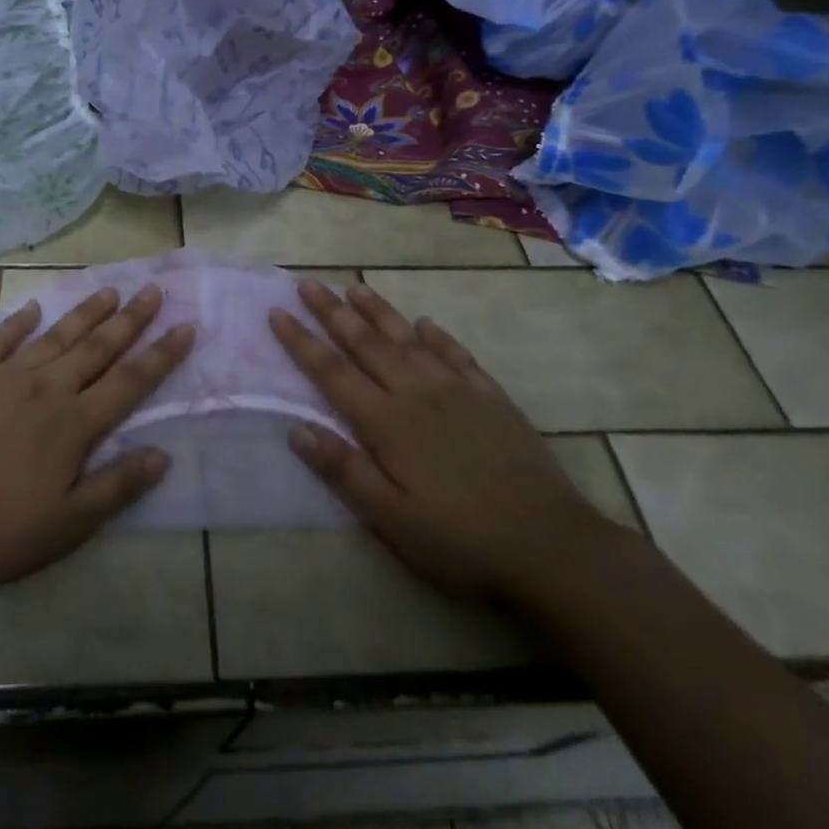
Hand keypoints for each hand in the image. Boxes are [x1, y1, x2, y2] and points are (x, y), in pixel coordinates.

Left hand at [0, 286, 194, 592]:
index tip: (185, 327)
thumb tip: (162, 455)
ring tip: (109, 290)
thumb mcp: (66, 524)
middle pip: (96, 348)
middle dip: (130, 320)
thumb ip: (116, 487)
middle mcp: (45, 389)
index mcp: (73, 424)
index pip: (129, 382)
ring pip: (55, 336)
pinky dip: (17, 322)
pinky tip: (32, 309)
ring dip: (85, 313)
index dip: (160, 355)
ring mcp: (3, 377)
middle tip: (153, 290)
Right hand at [269, 281, 613, 601]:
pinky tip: (426, 324)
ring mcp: (458, 390)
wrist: (551, 545)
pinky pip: (457, 354)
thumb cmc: (460, 540)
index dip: (301, 341)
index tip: (277, 312)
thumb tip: (296, 427)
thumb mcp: (391, 519)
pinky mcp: (491, 397)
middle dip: (332, 312)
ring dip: (378, 311)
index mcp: (387, 422)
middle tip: (307, 283)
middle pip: (366, 343)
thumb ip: (343, 470)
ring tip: (355, 287)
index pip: (332, 372)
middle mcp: (417, 393)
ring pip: (408, 339)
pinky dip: (437, 336)